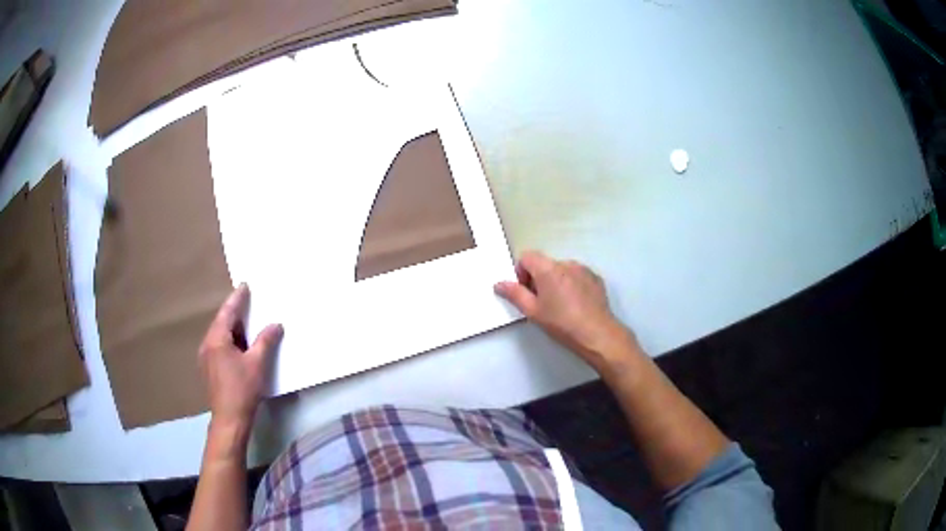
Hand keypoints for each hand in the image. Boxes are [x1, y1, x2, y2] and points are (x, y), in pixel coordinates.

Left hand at [198, 284, 282, 430]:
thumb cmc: (242, 389)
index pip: (227, 312)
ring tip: (248, 324)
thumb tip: (275, 325)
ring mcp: (206, 358)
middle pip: (221, 323)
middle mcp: (207, 345)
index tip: (244, 285)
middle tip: (248, 303)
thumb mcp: (257, 363)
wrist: (229, 419)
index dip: (237, 298)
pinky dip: (231, 342)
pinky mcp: (210, 370)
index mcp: (216, 339)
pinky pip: (220, 347)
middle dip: (235, 314)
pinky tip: (241, 347)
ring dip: (234, 329)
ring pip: (220, 336)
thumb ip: (265, 341)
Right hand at [495, 251, 638, 370]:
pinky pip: (577, 276)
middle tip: (541, 302)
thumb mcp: (533, 311)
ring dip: (556, 281)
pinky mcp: (595, 278)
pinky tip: (575, 305)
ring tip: (560, 305)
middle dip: (539, 279)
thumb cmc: (561, 323)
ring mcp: (583, 269)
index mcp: (548, 269)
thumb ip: (514, 294)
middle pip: (545, 263)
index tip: (526, 291)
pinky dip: (572, 285)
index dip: (521, 272)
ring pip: (562, 270)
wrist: (596, 333)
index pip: (527, 257)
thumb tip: (499, 284)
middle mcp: (566, 263)